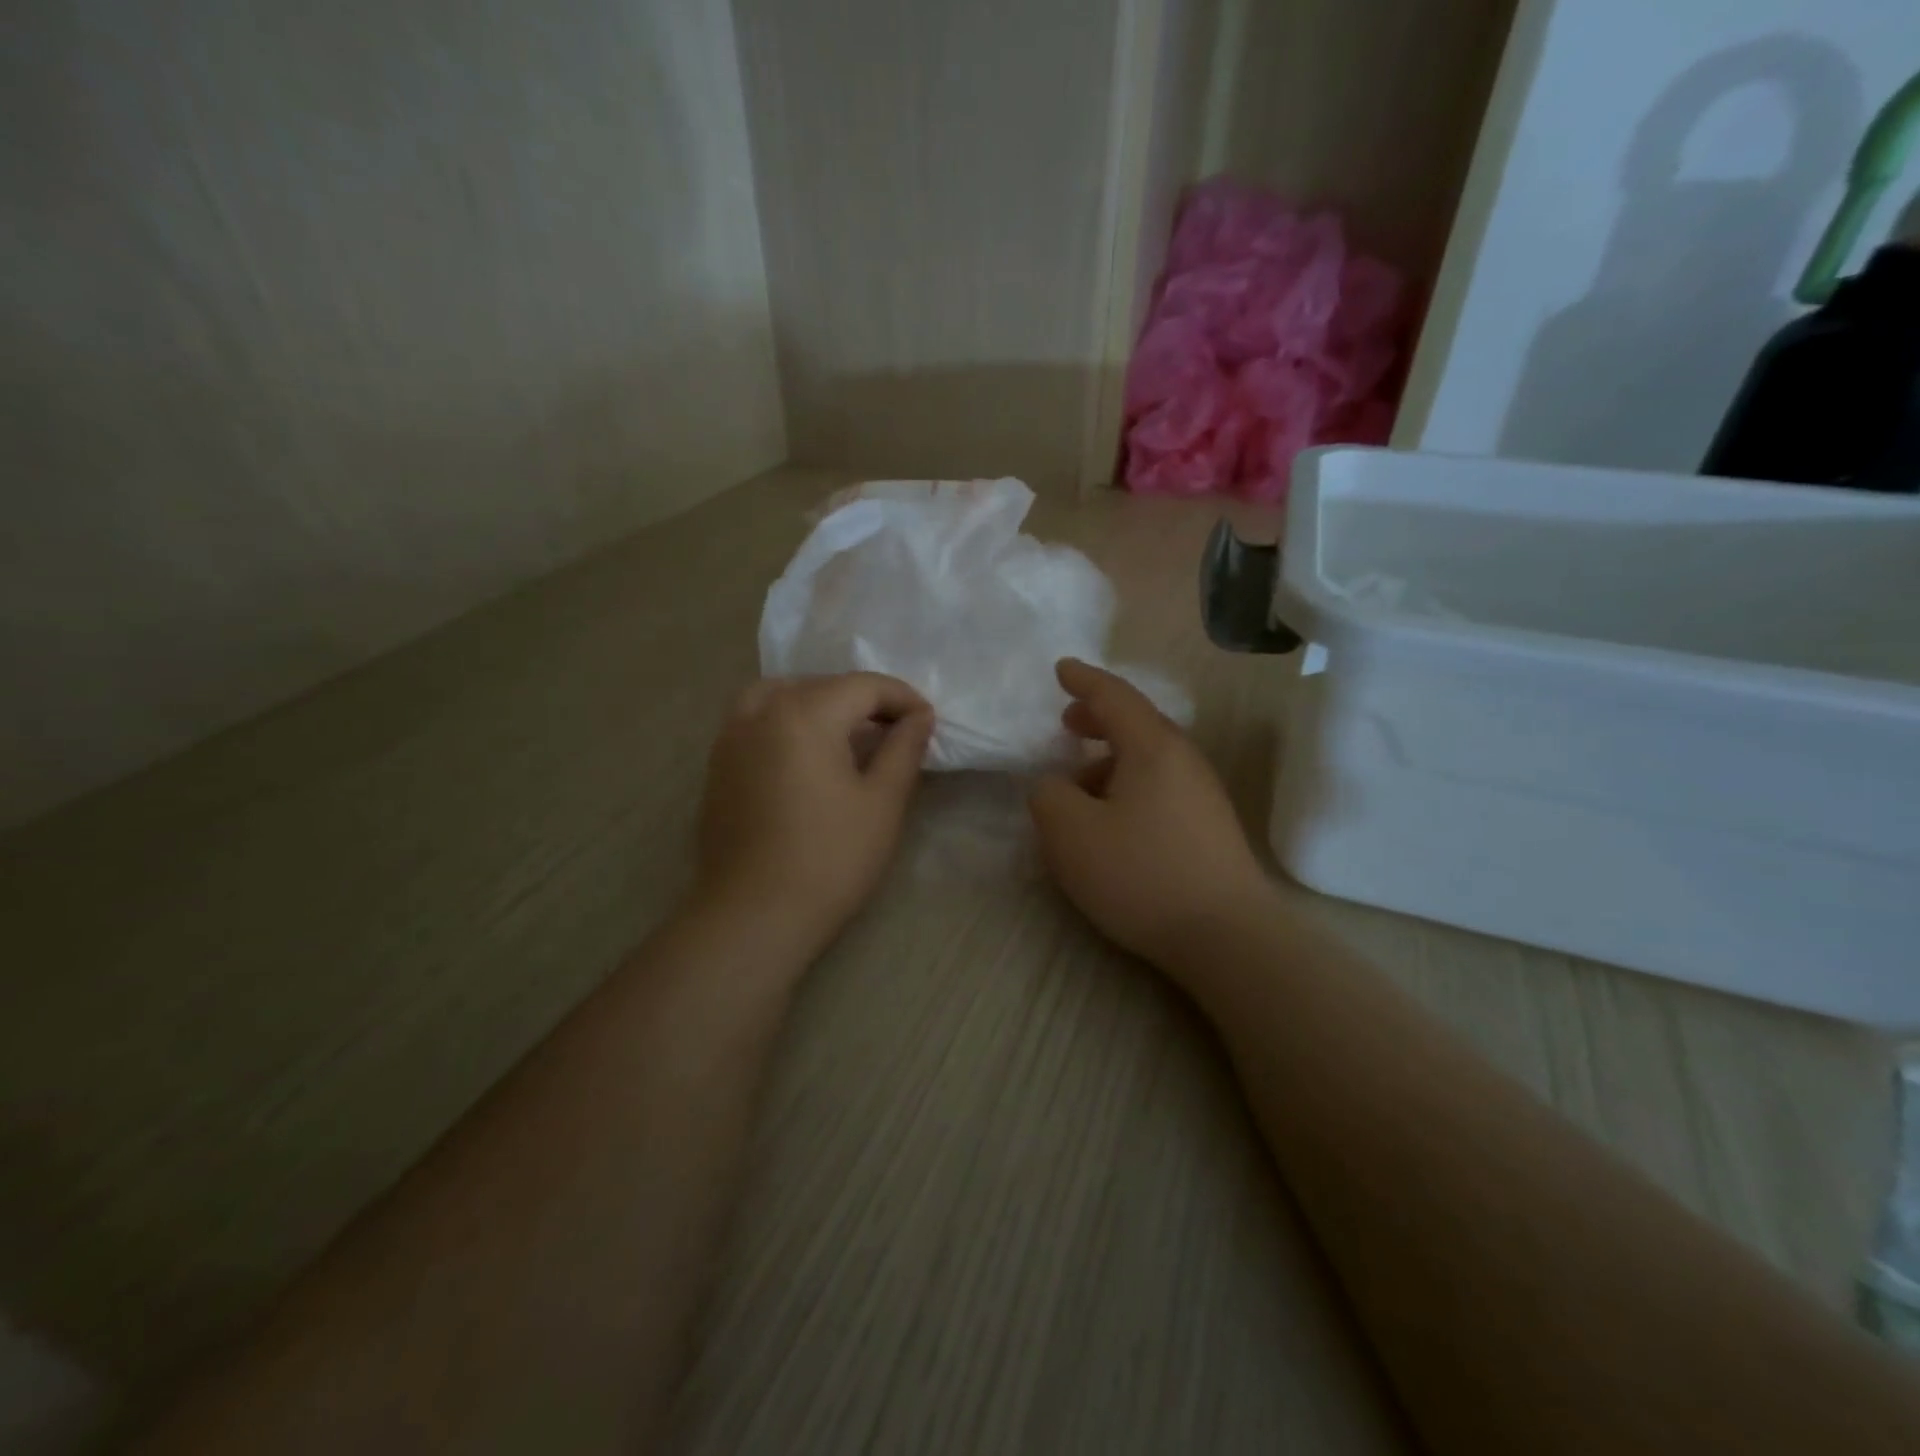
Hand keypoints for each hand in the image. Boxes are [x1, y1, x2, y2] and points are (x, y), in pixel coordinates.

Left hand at [695, 673, 932, 955]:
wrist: (754, 916)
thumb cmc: (830, 859)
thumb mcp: (882, 802)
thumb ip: (904, 749)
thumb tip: (920, 716)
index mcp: (805, 713)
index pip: (864, 686)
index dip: (903, 699)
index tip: (928, 723)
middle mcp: (761, 712)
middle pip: (822, 685)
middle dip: (865, 701)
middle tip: (896, 732)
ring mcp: (731, 737)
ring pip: (782, 696)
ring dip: (820, 704)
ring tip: (847, 735)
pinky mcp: (717, 765)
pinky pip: (756, 720)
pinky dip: (787, 721)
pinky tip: (806, 756)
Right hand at [1028, 659, 1272, 966]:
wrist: (1227, 936)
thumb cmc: (1142, 874)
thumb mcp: (1071, 833)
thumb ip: (1049, 796)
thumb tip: (1055, 785)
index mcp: (1153, 747)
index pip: (1114, 696)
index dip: (1083, 680)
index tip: (1060, 669)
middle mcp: (1184, 760)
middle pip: (1136, 724)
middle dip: (1097, 718)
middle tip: (1066, 722)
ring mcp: (1202, 794)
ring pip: (1148, 759)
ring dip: (1109, 760)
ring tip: (1077, 786)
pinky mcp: (1208, 826)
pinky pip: (1159, 787)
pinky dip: (1127, 786)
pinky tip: (1110, 821)